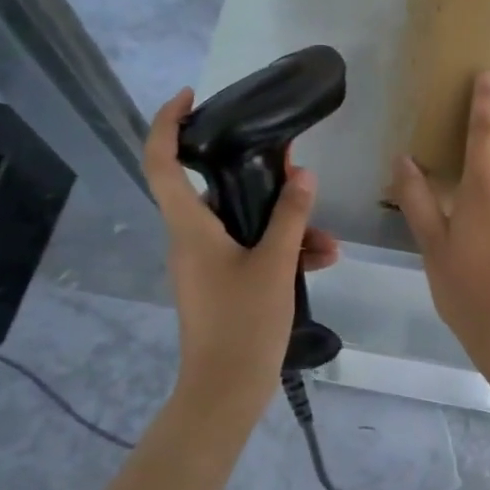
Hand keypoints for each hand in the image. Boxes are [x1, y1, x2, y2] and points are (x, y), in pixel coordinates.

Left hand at [145, 88, 339, 401]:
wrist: (225, 393)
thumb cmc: (243, 324)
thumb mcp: (275, 265)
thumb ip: (289, 216)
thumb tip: (301, 174)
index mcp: (189, 227)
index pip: (161, 161)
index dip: (168, 122)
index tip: (192, 97)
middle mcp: (190, 239)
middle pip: (215, 190)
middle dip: (259, 179)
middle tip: (293, 168)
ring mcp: (205, 263)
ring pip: (242, 225)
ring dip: (285, 225)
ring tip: (328, 241)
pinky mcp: (221, 283)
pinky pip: (250, 252)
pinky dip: (282, 251)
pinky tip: (322, 260)